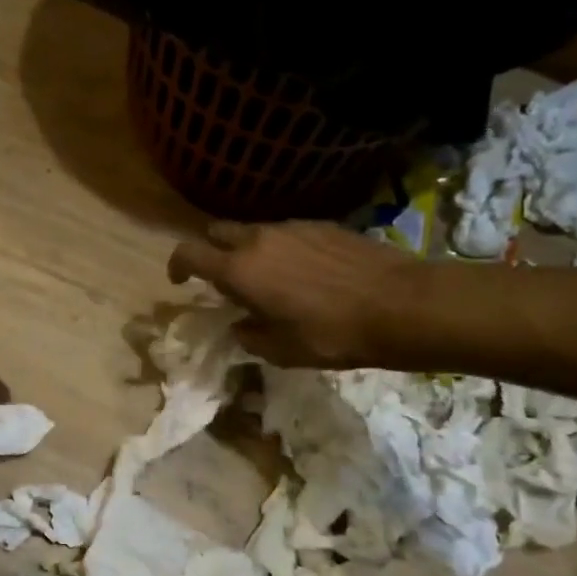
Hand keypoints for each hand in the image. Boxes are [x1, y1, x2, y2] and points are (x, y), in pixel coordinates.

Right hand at [168, 221, 419, 367]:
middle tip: (224, 279)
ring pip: (255, 231)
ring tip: (269, 279)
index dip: (176, 265)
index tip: (180, 281)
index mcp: (240, 270)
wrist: (400, 305)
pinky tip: (304, 273)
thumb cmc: (331, 334)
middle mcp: (259, 239)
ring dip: (250, 251)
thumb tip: (241, 326)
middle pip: (218, 232)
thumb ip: (249, 335)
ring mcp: (293, 227)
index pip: (188, 253)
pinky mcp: (323, 225)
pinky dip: (282, 249)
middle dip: (212, 251)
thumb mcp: (280, 350)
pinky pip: (288, 232)